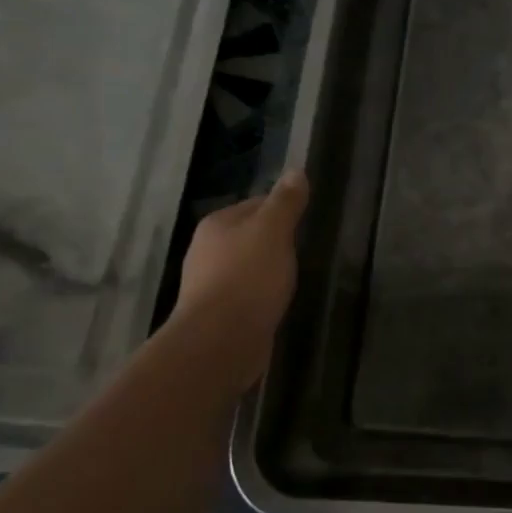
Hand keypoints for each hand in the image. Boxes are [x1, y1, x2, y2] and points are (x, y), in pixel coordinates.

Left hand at [174, 171, 308, 343]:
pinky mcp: (217, 314)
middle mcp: (206, 250)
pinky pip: (244, 294)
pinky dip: (260, 295)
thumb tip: (296, 171)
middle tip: (303, 250)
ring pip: (246, 266)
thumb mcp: (274, 231)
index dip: (282, 209)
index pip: (255, 204)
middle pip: (248, 236)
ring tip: (293, 278)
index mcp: (217, 224)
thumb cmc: (249, 277)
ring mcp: (208, 284)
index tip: (305, 221)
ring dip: (266, 270)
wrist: (221, 340)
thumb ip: (285, 203)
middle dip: (273, 242)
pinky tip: (276, 303)